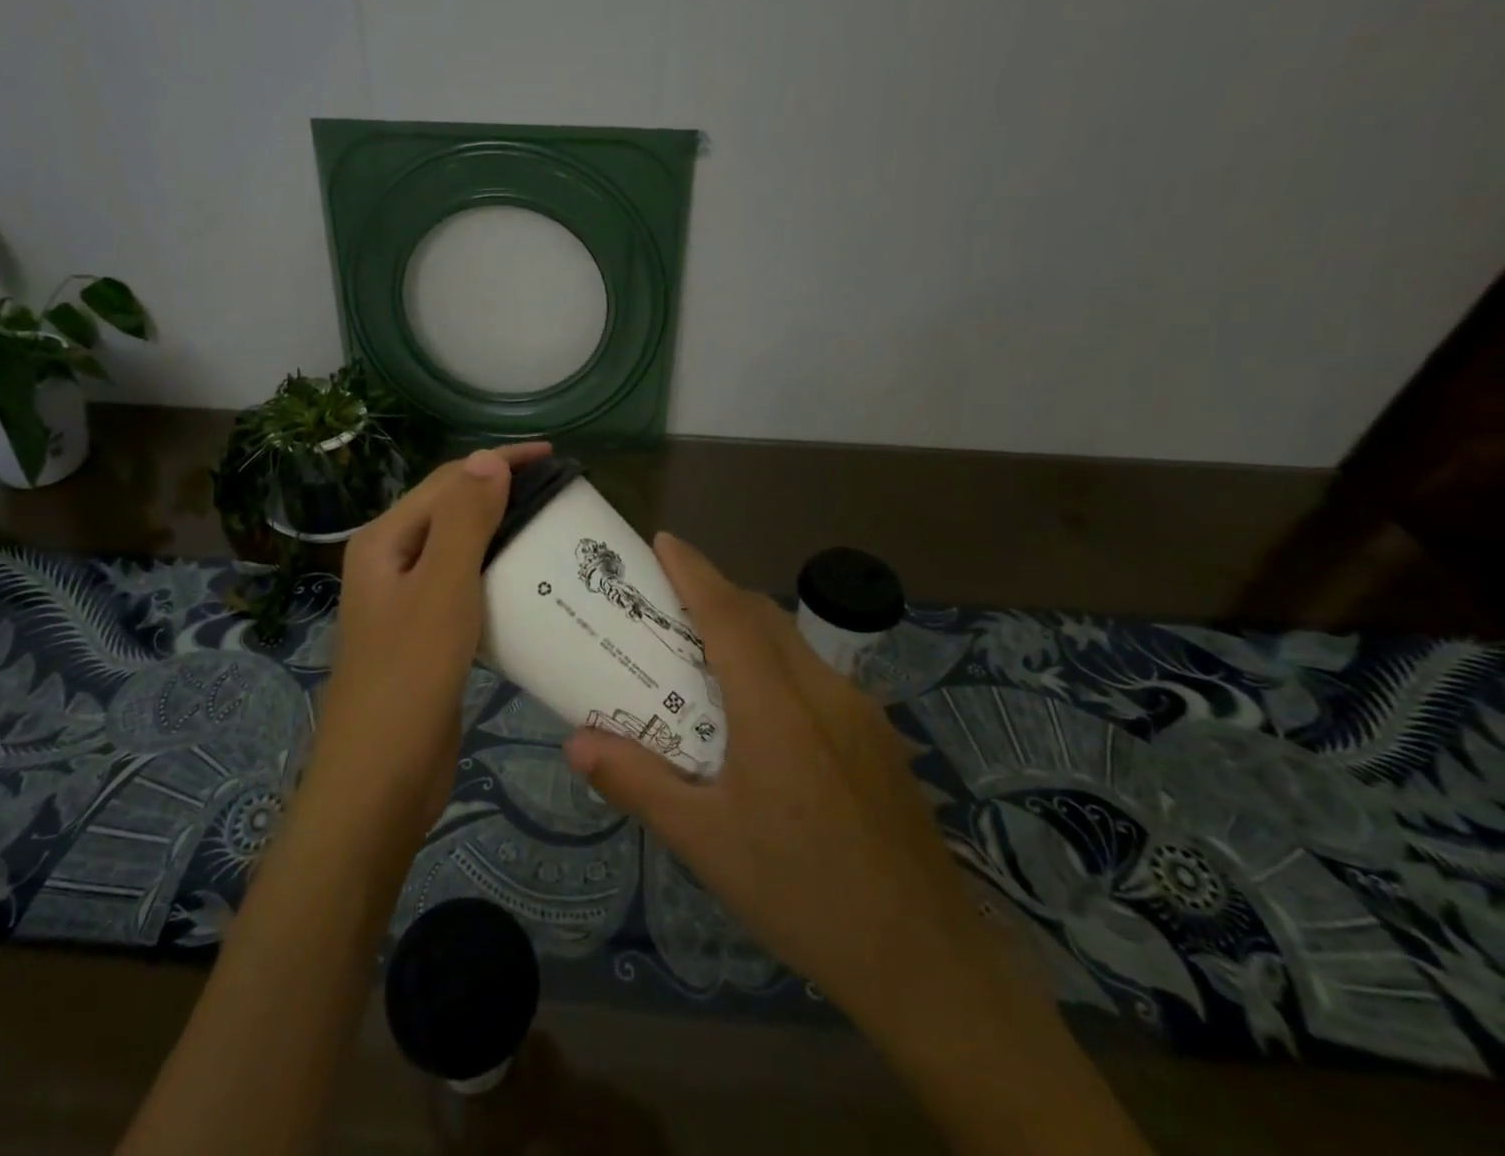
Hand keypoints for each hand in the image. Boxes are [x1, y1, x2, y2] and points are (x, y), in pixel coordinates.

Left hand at [311, 442, 552, 841]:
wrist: (380, 780)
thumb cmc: (409, 675)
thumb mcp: (442, 587)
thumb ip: (464, 520)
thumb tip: (488, 458)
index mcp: (385, 541)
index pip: (448, 481)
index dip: (499, 462)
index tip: (553, 457)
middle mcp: (391, 563)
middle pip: (452, 511)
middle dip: (502, 494)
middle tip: (558, 494)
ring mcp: (407, 602)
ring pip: (460, 551)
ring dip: (502, 534)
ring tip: (552, 531)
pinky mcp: (426, 637)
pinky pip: (465, 589)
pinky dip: (497, 576)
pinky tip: (530, 585)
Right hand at [563, 532, 988, 1036]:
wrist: (928, 962)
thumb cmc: (802, 893)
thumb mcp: (705, 843)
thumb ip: (638, 783)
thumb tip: (576, 743)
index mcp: (775, 705)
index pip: (728, 612)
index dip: (693, 570)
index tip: (662, 541)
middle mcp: (822, 691)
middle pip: (762, 616)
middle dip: (716, 593)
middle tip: (668, 605)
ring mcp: (860, 712)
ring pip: (794, 644)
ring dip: (749, 629)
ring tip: (706, 658)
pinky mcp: (879, 738)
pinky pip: (818, 677)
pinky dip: (778, 665)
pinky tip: (763, 718)